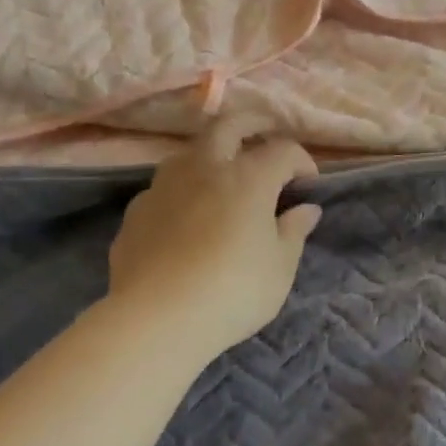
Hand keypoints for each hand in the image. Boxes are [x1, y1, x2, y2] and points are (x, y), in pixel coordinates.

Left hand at [105, 119, 321, 352]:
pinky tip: (187, 215)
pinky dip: (183, 190)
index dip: (302, 162)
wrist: (156, 320)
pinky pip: (165, 187)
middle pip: (229, 126)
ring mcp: (164, 186)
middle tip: (265, 135)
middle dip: (252, 125)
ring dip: (212, 153)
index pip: (283, 151)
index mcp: (249, 177)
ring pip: (190, 152)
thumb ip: (294, 231)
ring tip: (223, 173)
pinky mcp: (137, 211)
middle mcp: (205, 168)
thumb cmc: (234, 291)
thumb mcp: (280, 267)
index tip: (309, 185)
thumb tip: (305, 209)